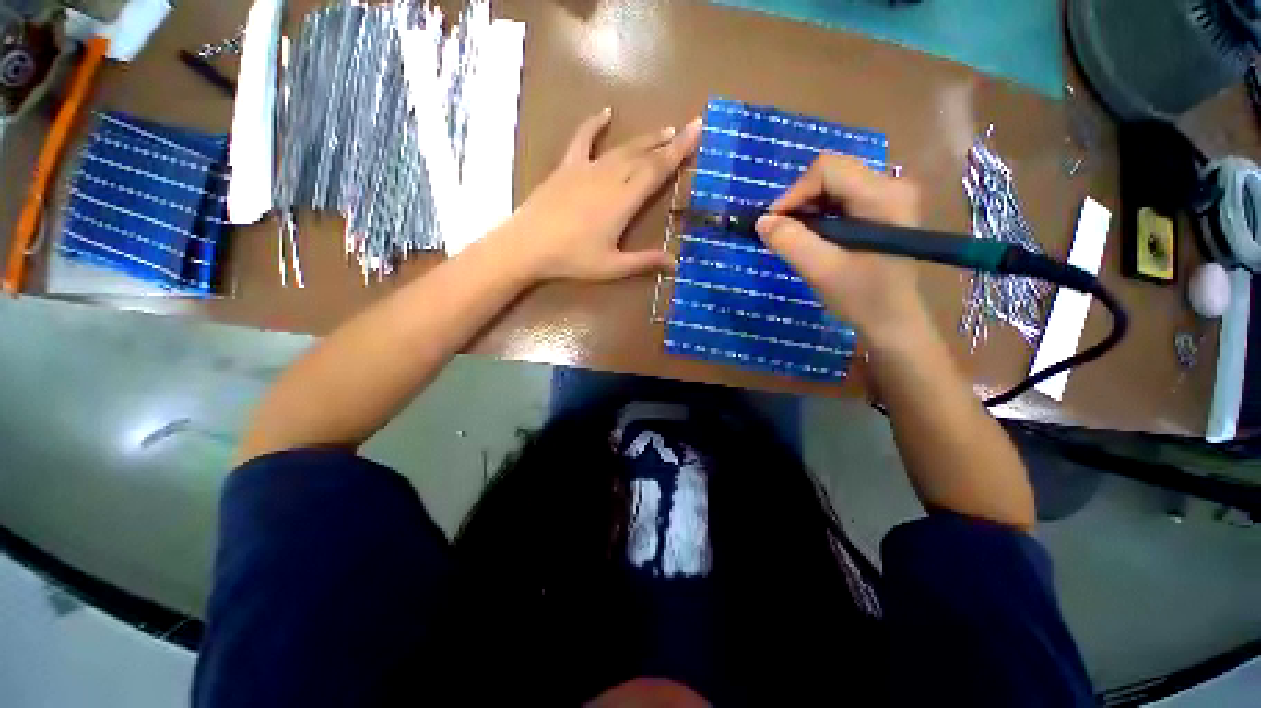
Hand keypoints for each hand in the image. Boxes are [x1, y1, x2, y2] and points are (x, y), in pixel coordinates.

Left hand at [494, 107, 702, 282]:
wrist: (528, 245)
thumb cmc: (572, 259)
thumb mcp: (612, 266)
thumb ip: (644, 261)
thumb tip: (676, 264)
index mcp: (624, 201)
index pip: (657, 170)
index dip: (679, 150)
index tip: (697, 130)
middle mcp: (610, 177)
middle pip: (643, 155)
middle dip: (667, 141)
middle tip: (687, 128)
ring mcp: (587, 169)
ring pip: (622, 148)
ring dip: (644, 139)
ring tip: (663, 130)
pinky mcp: (567, 167)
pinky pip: (582, 139)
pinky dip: (593, 125)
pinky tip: (605, 113)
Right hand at [755, 155, 927, 347]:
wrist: (892, 320)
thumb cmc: (862, 298)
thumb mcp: (821, 271)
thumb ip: (790, 242)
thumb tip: (761, 221)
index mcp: (884, 195)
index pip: (827, 169)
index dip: (793, 193)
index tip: (773, 224)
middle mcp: (891, 184)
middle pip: (830, 174)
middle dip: (799, 202)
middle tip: (782, 234)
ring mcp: (889, 194)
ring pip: (832, 185)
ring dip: (806, 210)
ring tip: (796, 239)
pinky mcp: (882, 207)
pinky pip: (840, 198)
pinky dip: (818, 215)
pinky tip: (813, 238)